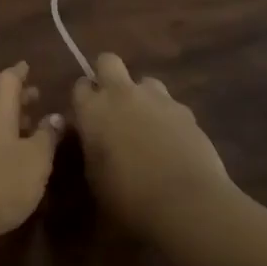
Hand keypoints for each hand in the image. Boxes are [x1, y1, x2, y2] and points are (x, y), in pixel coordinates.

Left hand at [0, 62, 63, 259]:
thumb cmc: (1, 181)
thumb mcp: (36, 159)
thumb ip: (47, 135)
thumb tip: (55, 116)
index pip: (7, 79)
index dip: (20, 73)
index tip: (29, 66)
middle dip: (17, 97)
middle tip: (38, 96)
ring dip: (10, 119)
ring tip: (31, 125)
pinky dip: (1, 138)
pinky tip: (15, 154)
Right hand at [72, 54, 231, 241]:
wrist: (186, 204)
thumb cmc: (128, 199)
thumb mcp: (94, 179)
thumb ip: (90, 150)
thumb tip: (93, 140)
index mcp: (92, 110)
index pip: (80, 85)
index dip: (84, 98)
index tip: (87, 115)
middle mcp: (121, 94)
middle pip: (108, 61)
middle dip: (107, 75)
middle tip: (112, 104)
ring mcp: (157, 99)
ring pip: (146, 81)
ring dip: (143, 96)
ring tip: (147, 124)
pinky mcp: (186, 111)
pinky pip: (172, 105)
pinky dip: (169, 117)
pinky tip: (173, 142)